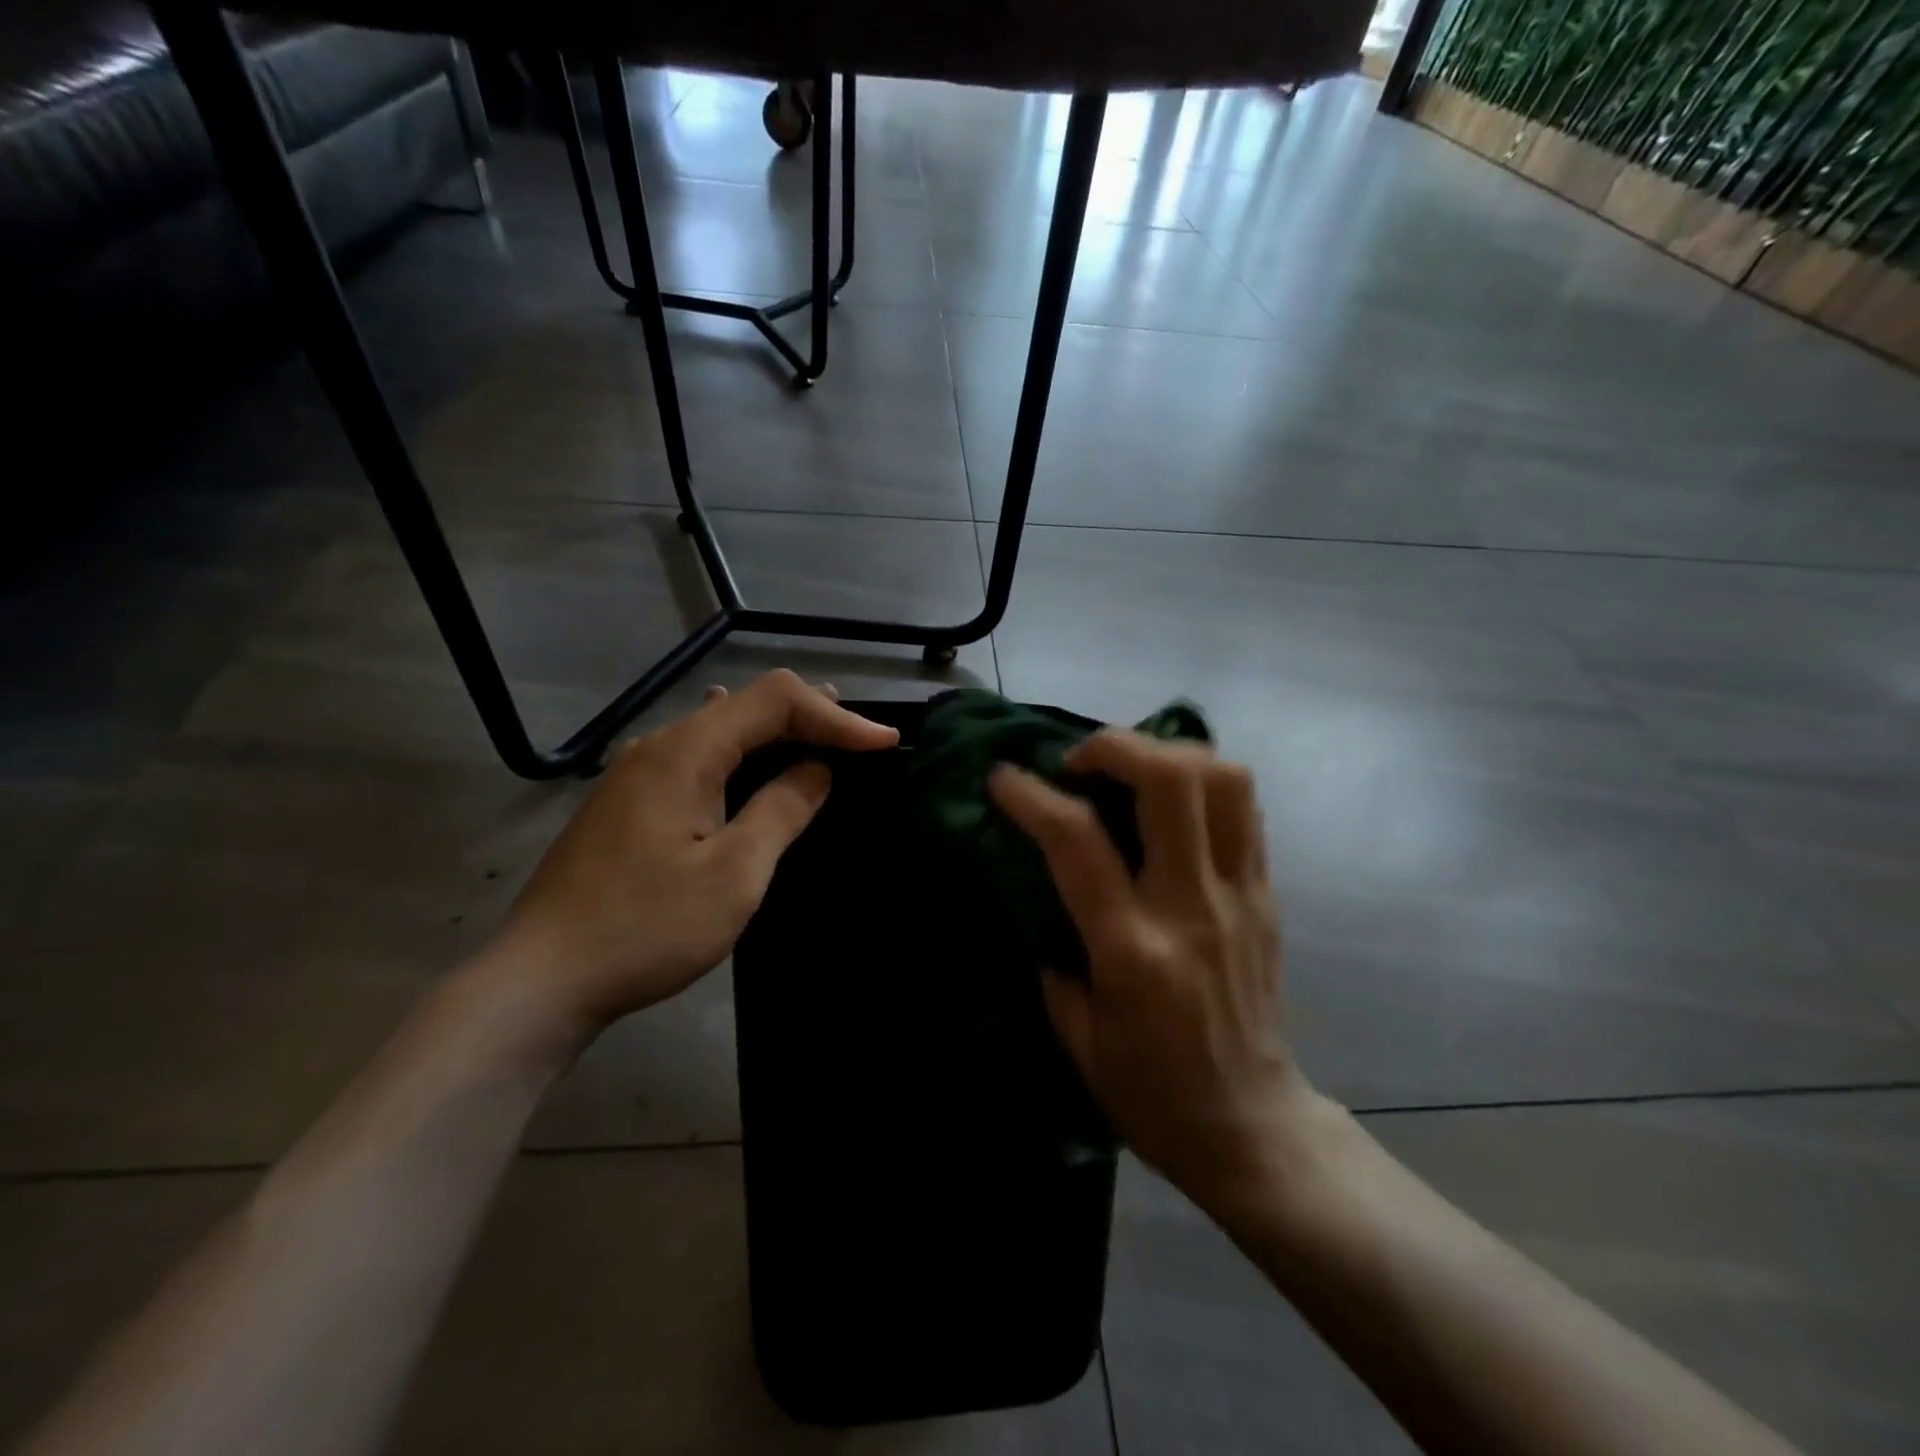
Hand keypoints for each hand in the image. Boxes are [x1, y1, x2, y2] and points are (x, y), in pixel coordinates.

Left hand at [491, 670, 896, 1040]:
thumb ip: (781, 810)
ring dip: (775, 733)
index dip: (835, 715)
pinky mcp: (627, 803)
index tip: (883, 743)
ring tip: (820, 734)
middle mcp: (658, 746)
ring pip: (720, 731)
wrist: (540, 981)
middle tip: (861, 735)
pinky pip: (698, 758)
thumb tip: (816, 771)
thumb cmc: (646, 927)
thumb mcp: (733, 873)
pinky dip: (742, 755)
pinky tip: (747, 757)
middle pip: (746, 707)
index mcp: (685, 751)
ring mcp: (636, 774)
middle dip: (810, 716)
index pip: (774, 701)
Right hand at [989, 731, 1311, 1205]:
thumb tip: (1042, 894)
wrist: (1251, 1127)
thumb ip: (1054, 956)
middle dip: (1116, 746)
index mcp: (1131, 949)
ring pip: (1224, 780)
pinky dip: (1204, 782)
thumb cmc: (1149, 1092)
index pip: (1077, 841)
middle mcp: (1191, 906)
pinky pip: (1245, 809)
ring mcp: (1239, 895)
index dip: (1031, 795)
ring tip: (1132, 770)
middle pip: (1170, 780)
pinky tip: (1171, 800)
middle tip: (1080, 762)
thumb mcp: (1076, 1036)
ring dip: (1169, 754)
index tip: (1004, 777)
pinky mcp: (1267, 895)